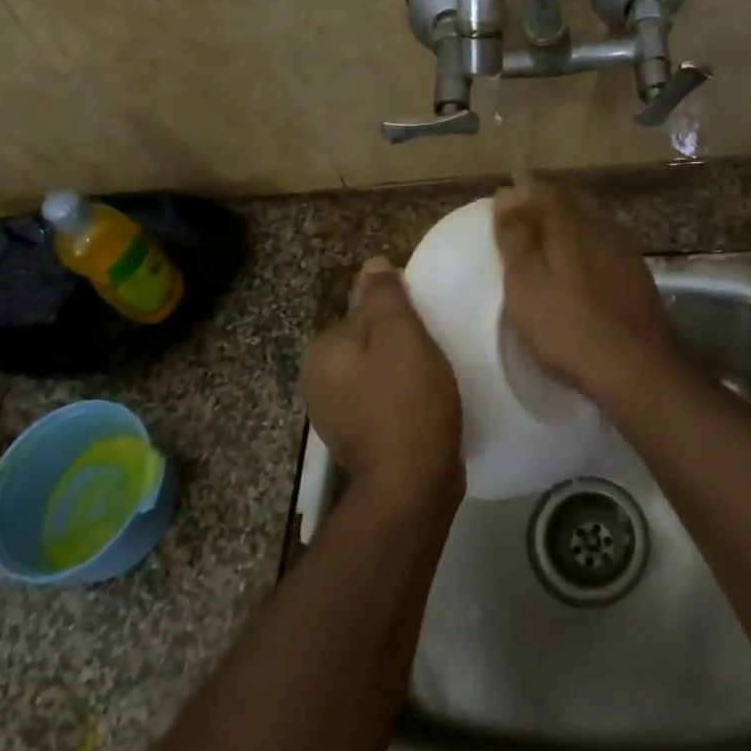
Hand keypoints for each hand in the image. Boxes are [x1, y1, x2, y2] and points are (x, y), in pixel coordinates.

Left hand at [301, 258, 462, 510]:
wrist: (411, 486)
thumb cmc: (408, 402)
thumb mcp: (401, 336)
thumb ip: (385, 296)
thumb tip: (373, 264)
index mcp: (321, 351)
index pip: (365, 313)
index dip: (402, 319)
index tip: (427, 334)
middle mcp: (317, 381)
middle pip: (370, 344)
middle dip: (401, 347)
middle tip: (434, 359)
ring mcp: (334, 415)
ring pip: (377, 374)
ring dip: (403, 375)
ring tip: (434, 385)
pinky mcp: (356, 440)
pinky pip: (381, 403)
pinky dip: (401, 401)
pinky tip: (424, 409)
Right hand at [493, 183, 682, 405]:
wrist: (635, 367)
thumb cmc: (567, 327)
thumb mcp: (526, 284)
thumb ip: (515, 237)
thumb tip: (507, 194)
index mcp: (571, 223)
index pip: (543, 190)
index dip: (521, 196)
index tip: (502, 215)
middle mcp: (602, 226)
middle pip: (569, 203)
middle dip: (543, 210)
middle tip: (519, 235)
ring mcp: (625, 249)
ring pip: (589, 224)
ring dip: (566, 230)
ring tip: (545, 255)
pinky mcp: (638, 274)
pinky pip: (604, 247)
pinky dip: (585, 251)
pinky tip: (578, 275)